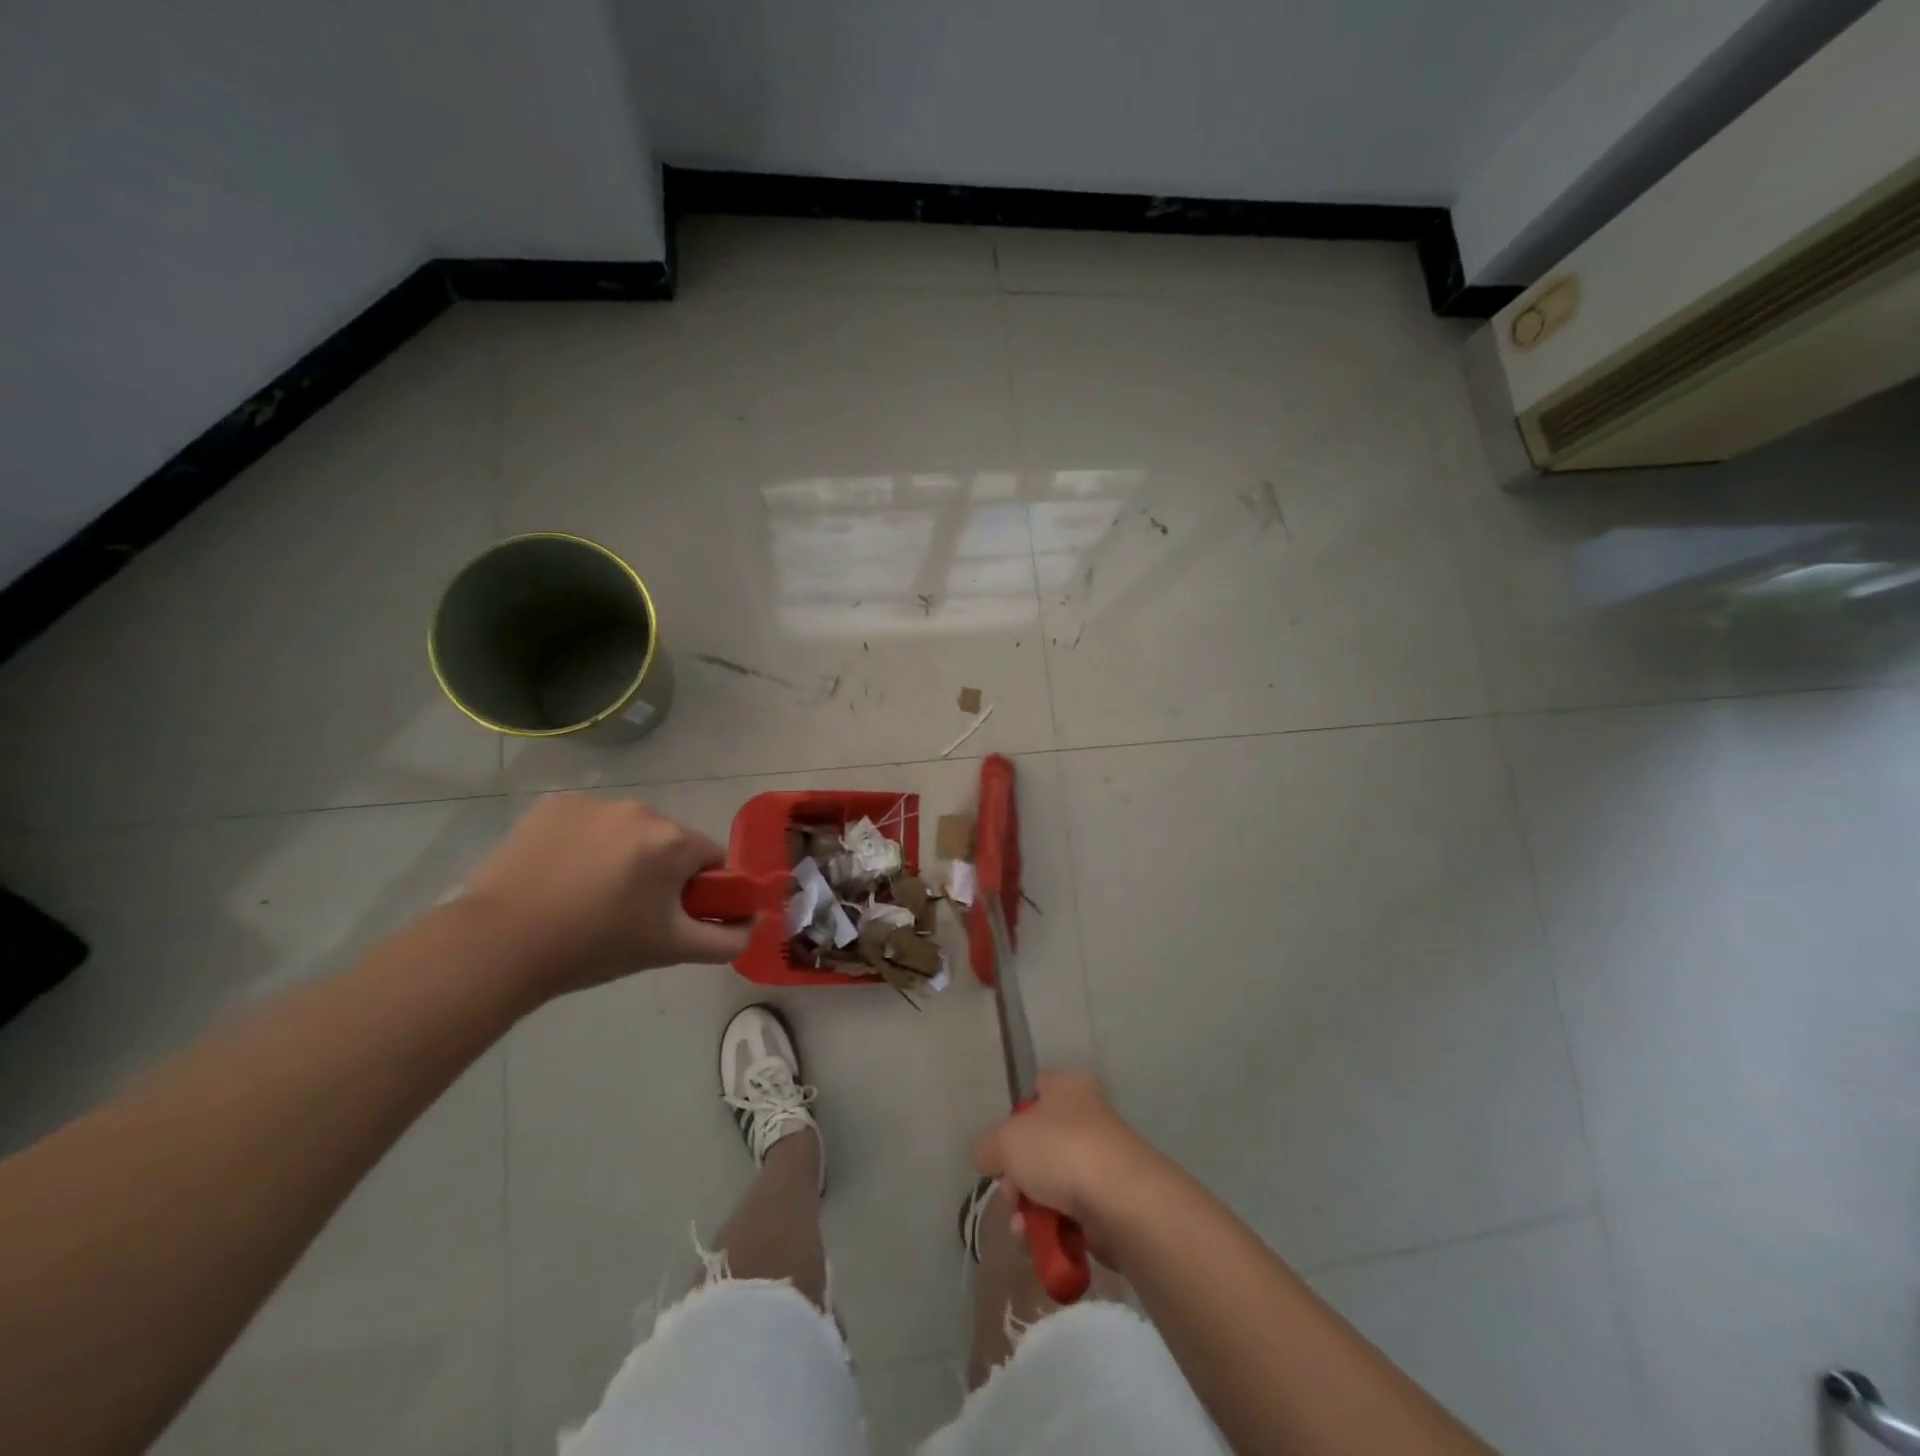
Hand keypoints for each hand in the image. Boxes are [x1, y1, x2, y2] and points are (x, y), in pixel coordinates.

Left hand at [462, 794, 752, 997]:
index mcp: (673, 841)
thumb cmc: (594, 946)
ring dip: (621, 855)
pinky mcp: (553, 804)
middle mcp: (640, 810)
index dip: (697, 889)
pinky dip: (583, 843)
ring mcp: (593, 803)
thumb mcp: (669, 950)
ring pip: (627, 831)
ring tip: (585, 896)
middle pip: (668, 841)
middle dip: (658, 871)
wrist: (499, 944)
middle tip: (626, 913)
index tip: (668, 916)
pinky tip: (558, 875)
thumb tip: (752, 927)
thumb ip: (725, 940)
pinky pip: (587, 822)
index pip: (710, 858)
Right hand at [972, 1071, 1160, 1247]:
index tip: (1003, 1142)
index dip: (1016, 1115)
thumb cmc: (1060, 1151)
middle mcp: (1088, 1117)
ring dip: (1029, 1208)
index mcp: (1068, 1087)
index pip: (1038, 1088)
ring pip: (1051, 1183)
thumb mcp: (1005, 1141)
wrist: (1121, 1201)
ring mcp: (1101, 1161)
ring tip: (1022, 1228)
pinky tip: (1039, 1243)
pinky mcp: (1110, 1202)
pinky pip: (1070, 1214)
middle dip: (1016, 1175)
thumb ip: (987, 1147)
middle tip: (1011, 1193)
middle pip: (1038, 1144)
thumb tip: (989, 1157)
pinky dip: (1052, 1229)